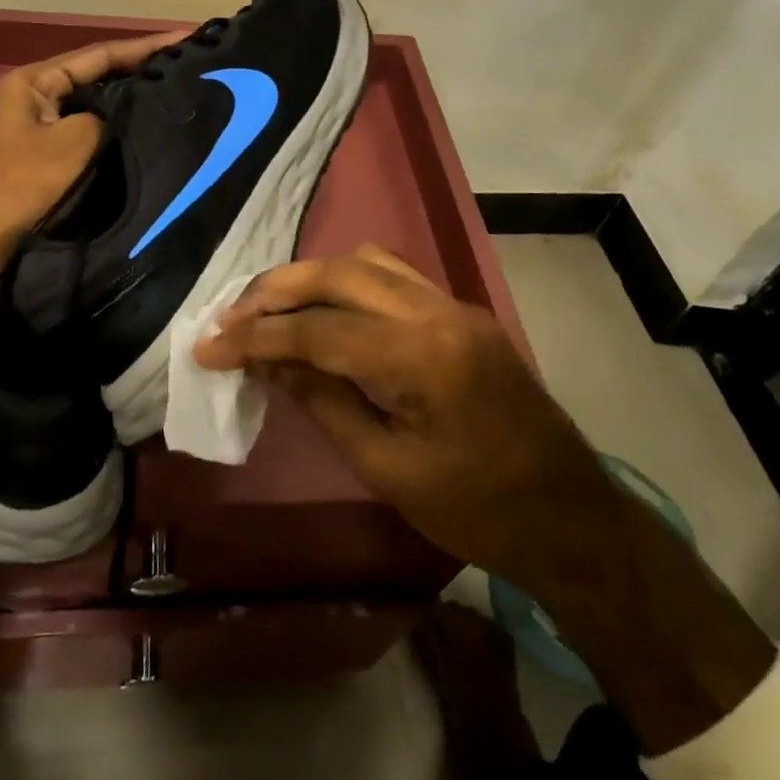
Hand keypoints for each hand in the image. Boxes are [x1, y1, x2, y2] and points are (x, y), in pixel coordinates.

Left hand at [0, 29, 188, 242]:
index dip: (145, 47)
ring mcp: (38, 129)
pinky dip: (115, 132)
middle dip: (139, 73)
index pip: (99, 55)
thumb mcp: (74, 140)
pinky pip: (88, 135)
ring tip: (175, 97)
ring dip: (129, 104)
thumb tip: (126, 118)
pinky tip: (143, 135)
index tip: (186, 38)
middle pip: (97, 78)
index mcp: (35, 81)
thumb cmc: (22, 181)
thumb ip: (107, 117)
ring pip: (94, 108)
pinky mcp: (44, 159)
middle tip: (187, 68)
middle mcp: (35, 97)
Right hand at [193, 245, 619, 593]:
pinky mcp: (461, 313)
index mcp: (421, 356)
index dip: (256, 337)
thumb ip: (324, 403)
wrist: (571, 517)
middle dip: (276, 290)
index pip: (319, 329)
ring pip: (366, 262)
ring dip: (312, 278)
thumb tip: (270, 363)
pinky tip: (325, 310)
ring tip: (270, 309)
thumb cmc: (478, 512)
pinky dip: (348, 283)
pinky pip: (393, 276)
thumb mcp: (386, 469)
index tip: (208, 347)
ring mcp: (454, 305)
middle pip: (339, 273)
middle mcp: (438, 311)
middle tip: (231, 315)